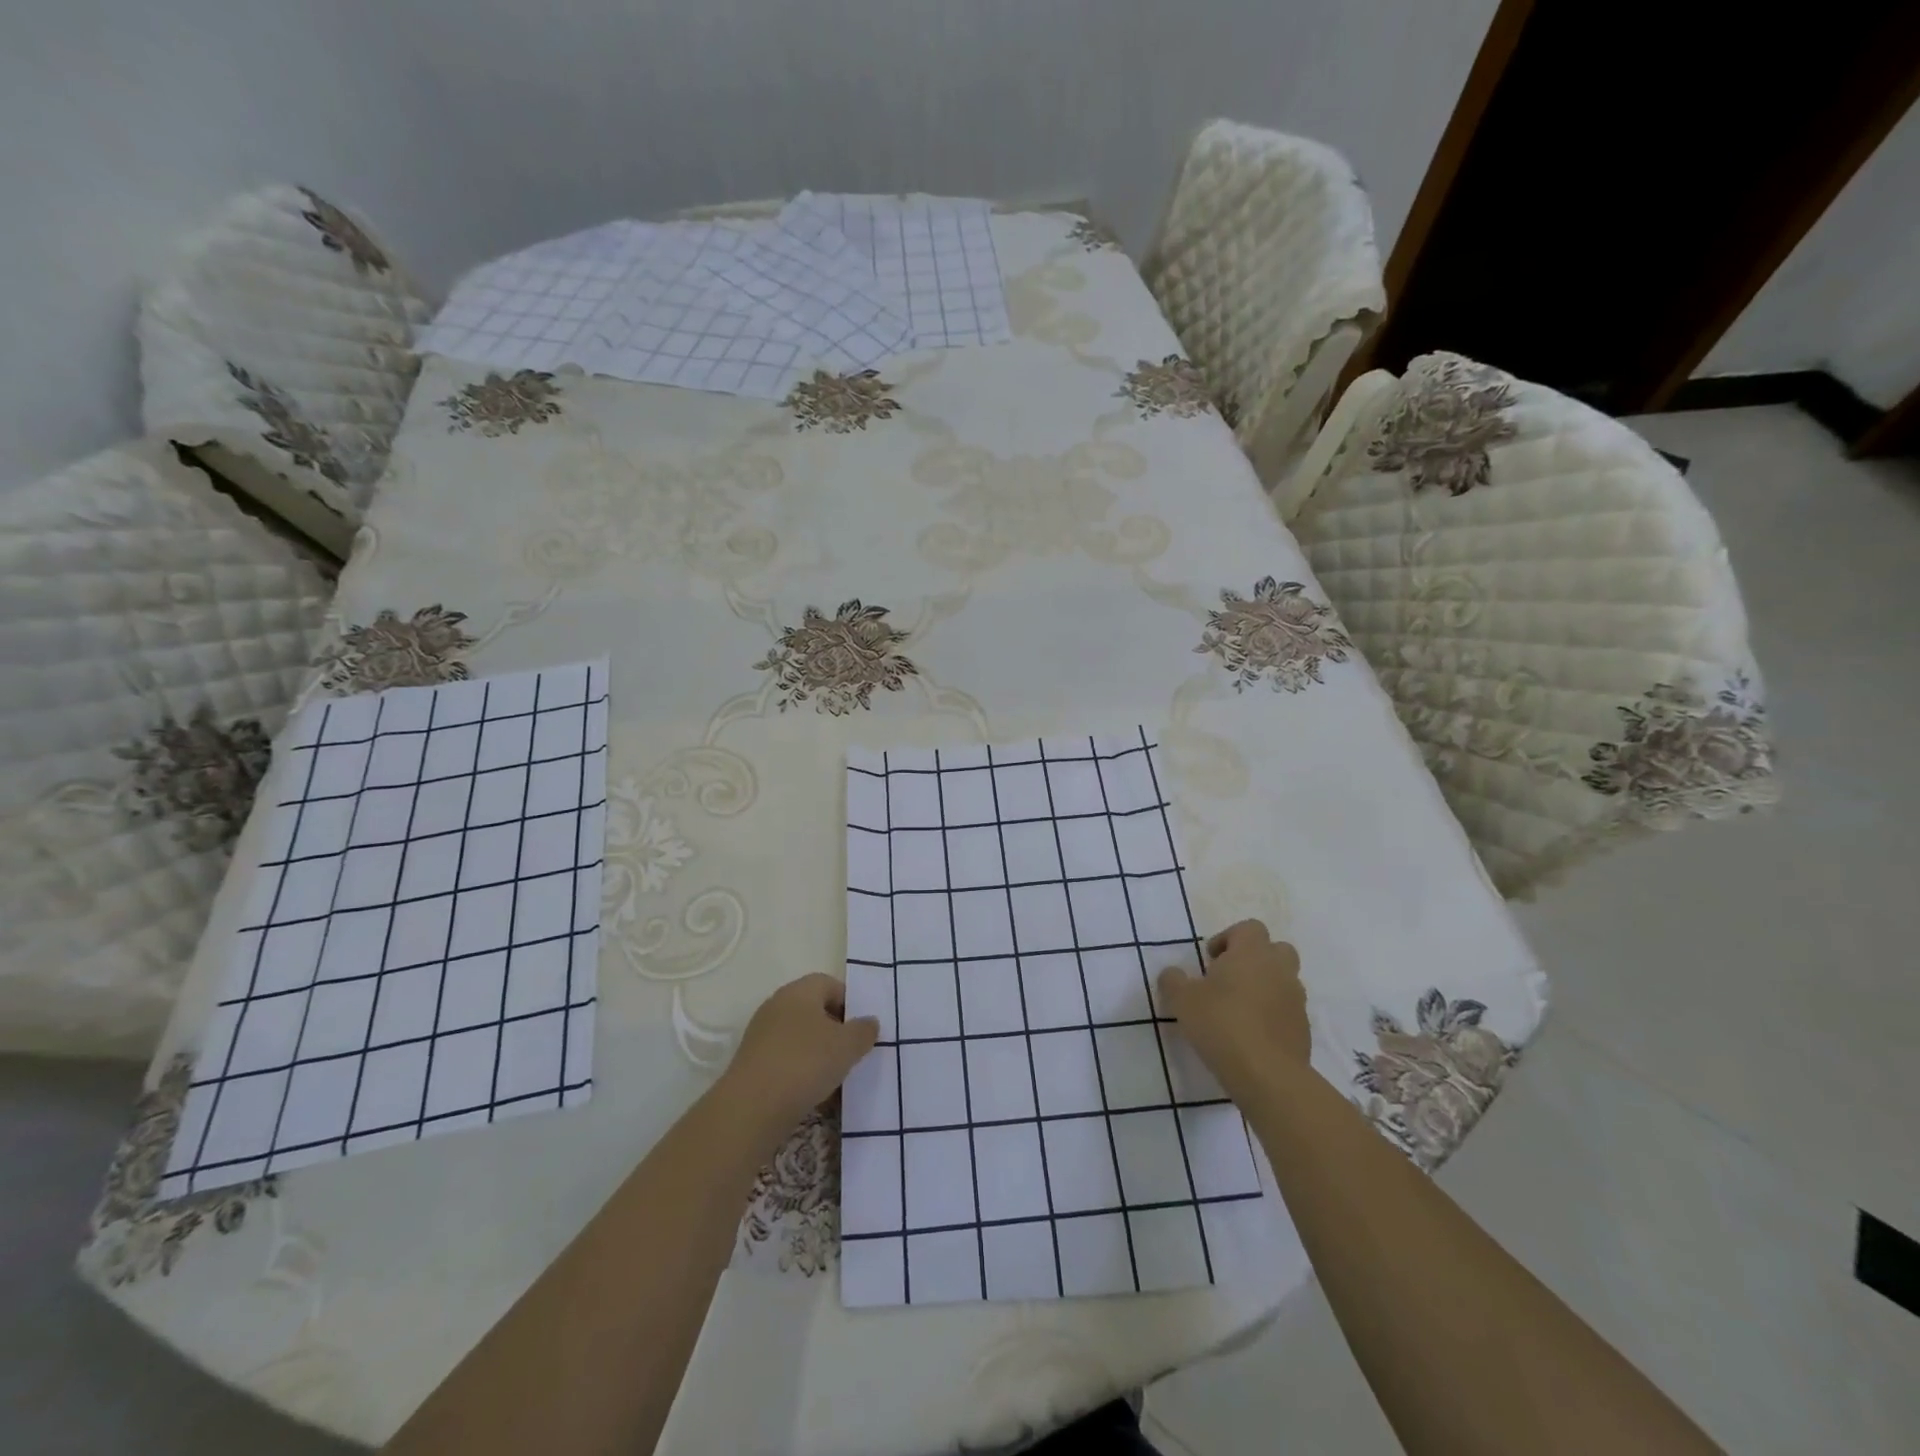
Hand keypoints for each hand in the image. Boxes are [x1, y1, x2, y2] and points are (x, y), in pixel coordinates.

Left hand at [715, 973, 878, 1149]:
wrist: (751, 1108)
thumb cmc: (805, 1063)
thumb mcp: (847, 1046)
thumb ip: (863, 1030)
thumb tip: (869, 1022)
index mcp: (799, 991)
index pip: (830, 984)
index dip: (850, 1003)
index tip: (862, 1029)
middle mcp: (777, 1006)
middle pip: (814, 1011)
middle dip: (836, 1031)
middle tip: (852, 1053)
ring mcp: (761, 1036)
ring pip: (801, 1038)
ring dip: (819, 1054)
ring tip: (836, 1079)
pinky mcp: (752, 1064)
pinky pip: (786, 1060)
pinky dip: (801, 1072)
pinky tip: (814, 1095)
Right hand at [1158, 920, 1309, 1102]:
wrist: (1268, 1075)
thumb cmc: (1221, 1024)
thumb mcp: (1182, 1000)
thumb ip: (1173, 980)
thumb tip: (1173, 973)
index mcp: (1252, 953)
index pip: (1249, 928)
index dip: (1229, 938)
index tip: (1211, 960)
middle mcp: (1279, 969)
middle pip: (1276, 949)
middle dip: (1255, 959)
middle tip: (1229, 978)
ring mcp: (1296, 1000)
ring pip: (1284, 980)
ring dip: (1265, 987)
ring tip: (1239, 1010)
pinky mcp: (1303, 1029)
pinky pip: (1287, 1010)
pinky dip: (1273, 1014)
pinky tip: (1252, 1035)